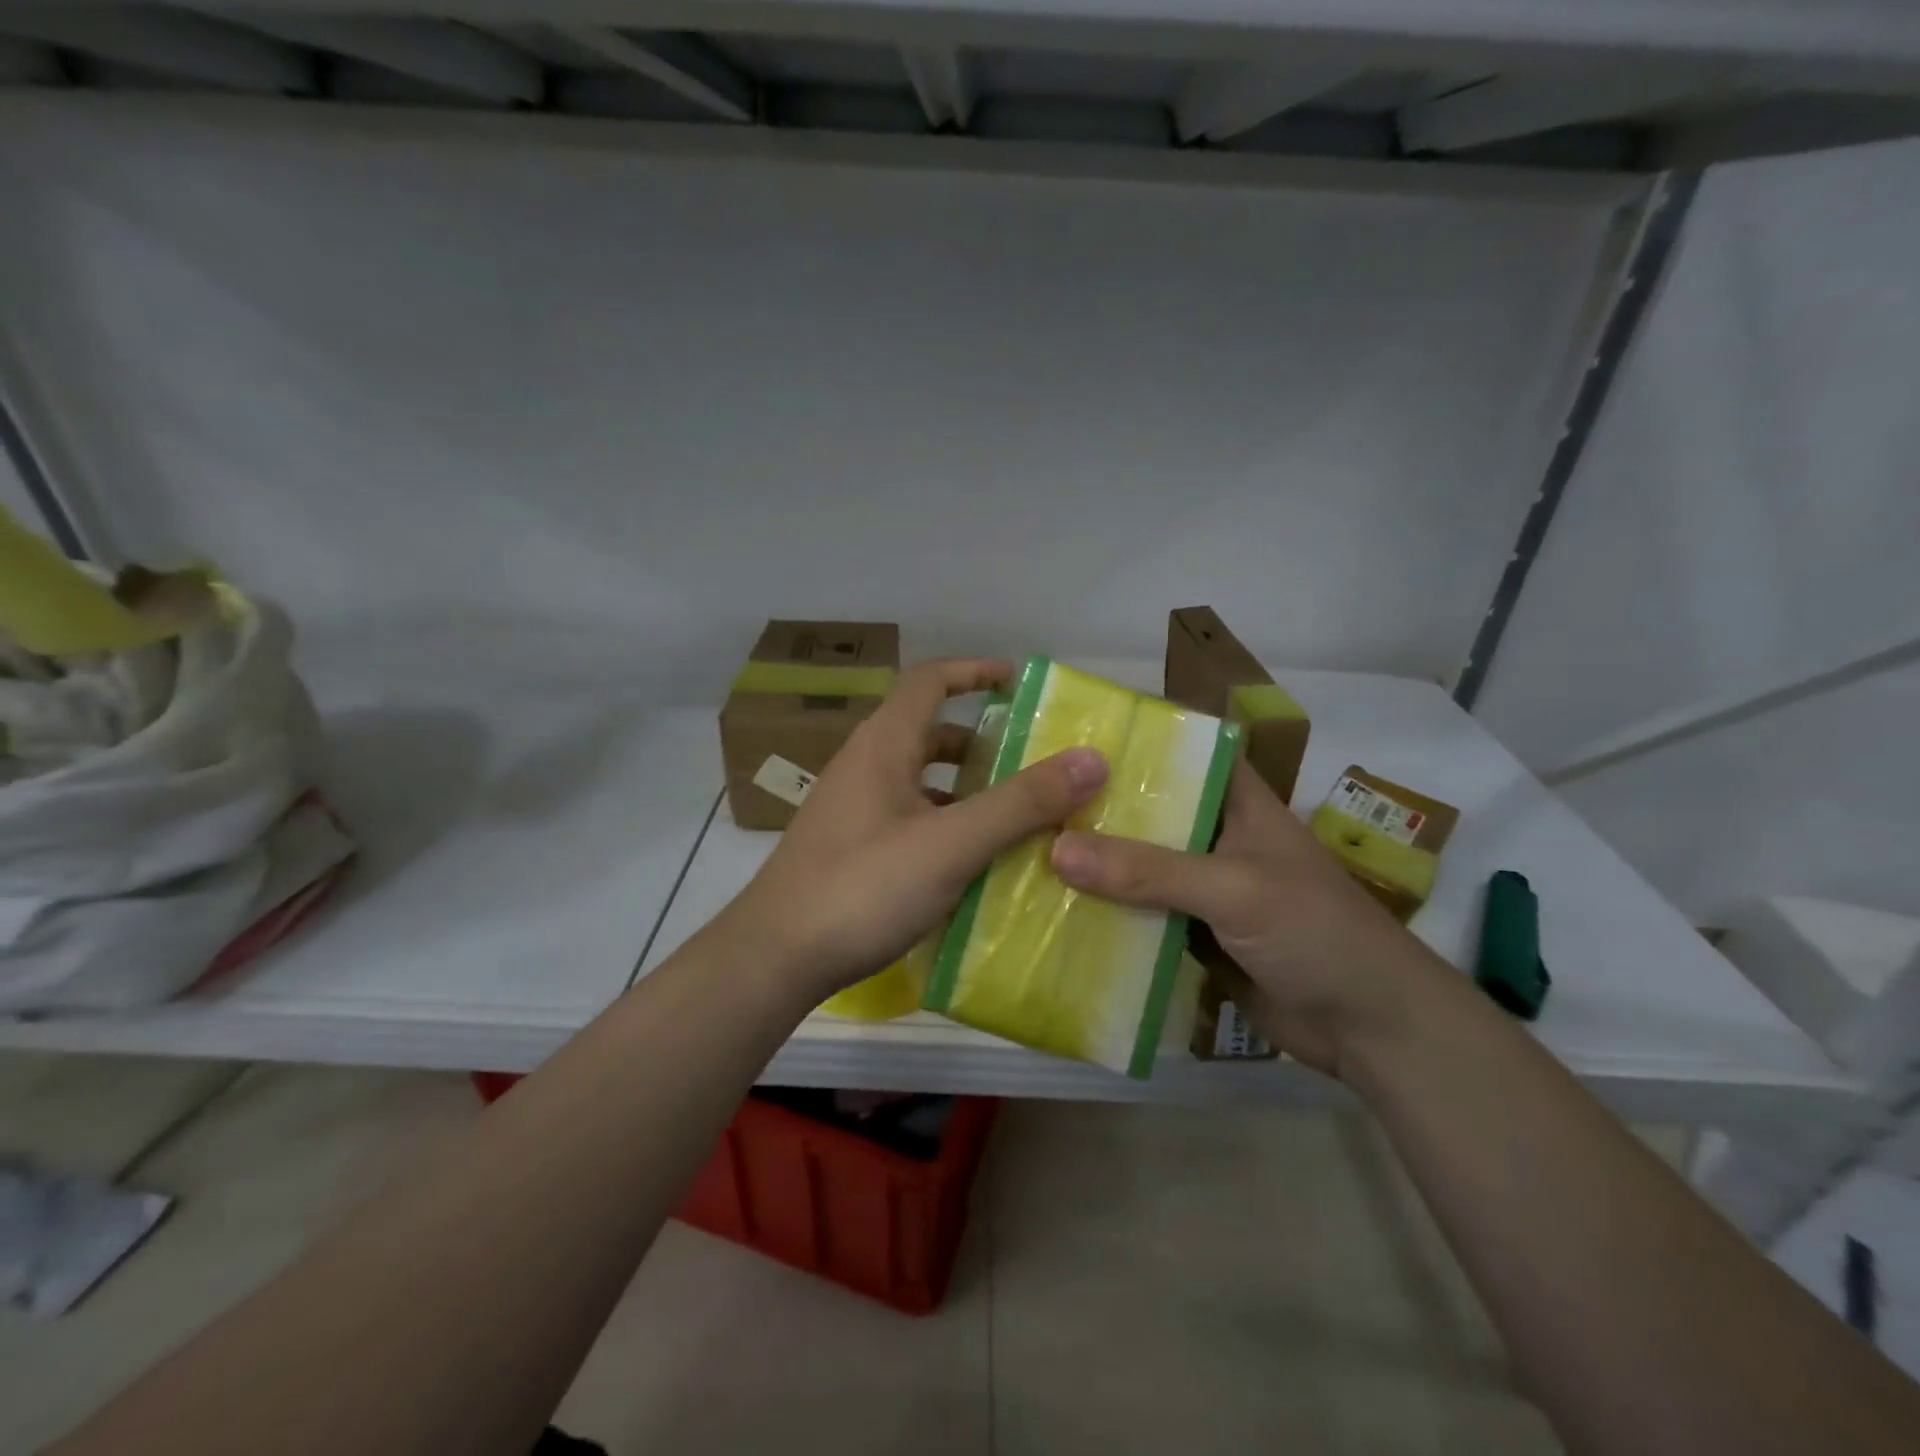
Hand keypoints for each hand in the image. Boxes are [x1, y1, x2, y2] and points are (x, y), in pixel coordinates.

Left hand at [720, 658, 1108, 1003]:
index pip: (929, 680)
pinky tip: (971, 862)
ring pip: (920, 781)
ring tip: (1014, 816)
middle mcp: (864, 766)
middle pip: (928, 732)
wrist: (774, 957)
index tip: (1018, 682)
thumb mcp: (950, 844)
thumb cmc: (862, 887)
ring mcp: (853, 809)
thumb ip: (1020, 803)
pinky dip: (945, 825)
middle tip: (1031, 764)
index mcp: (883, 745)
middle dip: (981, 743)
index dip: (974, 671)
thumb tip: (1089, 759)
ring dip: (965, 789)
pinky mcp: (851, 848)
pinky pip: (909, 819)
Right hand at [1048, 759, 1453, 1077]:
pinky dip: (1107, 912)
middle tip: (1028, 795)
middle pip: (1149, 811)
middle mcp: (1215, 836)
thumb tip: (1056, 849)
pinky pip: (1141, 914)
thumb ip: (1148, 871)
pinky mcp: (1193, 934)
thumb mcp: (1233, 889)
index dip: (1135, 739)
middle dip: (1096, 806)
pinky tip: (1055, 907)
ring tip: (1025, 845)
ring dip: (1095, 863)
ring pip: (1139, 865)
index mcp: (1237, 802)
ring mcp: (1203, 887)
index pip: (1183, 752)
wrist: (1368, 1027)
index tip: (1071, 734)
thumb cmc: (1314, 931)